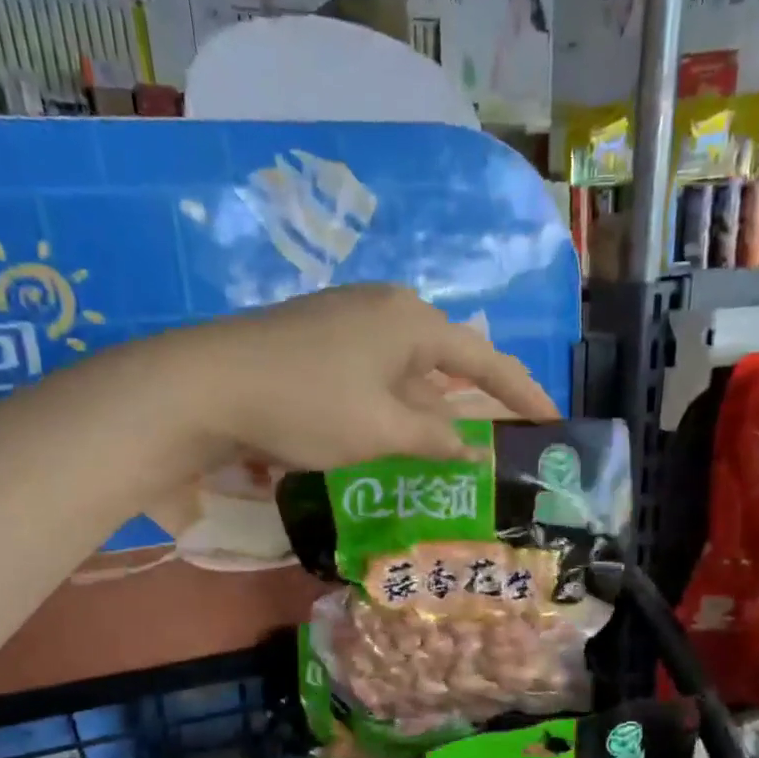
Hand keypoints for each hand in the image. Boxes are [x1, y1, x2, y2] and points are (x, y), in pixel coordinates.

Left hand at [180, 284, 558, 468]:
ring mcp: (349, 316)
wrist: (206, 384)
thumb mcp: (381, 431)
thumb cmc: (307, 406)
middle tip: (503, 435)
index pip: (485, 360)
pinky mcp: (320, 333)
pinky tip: (395, 428)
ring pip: (410, 366)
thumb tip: (475, 450)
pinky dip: (397, 400)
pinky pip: (379, 367)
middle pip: (449, 358)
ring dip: (432, 406)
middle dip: (476, 400)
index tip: (552, 420)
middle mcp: (387, 307)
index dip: (522, 393)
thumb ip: (437, 439)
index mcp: (413, 322)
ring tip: (452, 444)